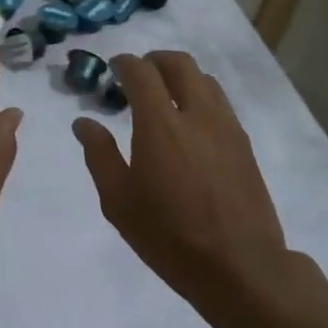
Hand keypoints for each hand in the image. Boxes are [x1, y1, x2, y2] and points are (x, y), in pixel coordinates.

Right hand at [72, 51, 294, 306]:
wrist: (239, 266)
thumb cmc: (169, 236)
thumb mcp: (119, 202)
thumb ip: (100, 155)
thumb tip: (83, 122)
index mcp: (160, 124)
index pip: (142, 72)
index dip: (124, 63)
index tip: (113, 69)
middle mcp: (197, 114)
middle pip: (179, 63)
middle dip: (155, 60)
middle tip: (138, 76)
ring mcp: (226, 127)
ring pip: (205, 79)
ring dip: (181, 77)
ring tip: (165, 99)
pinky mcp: (244, 144)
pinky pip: (221, 103)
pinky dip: (201, 97)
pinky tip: (190, 126)